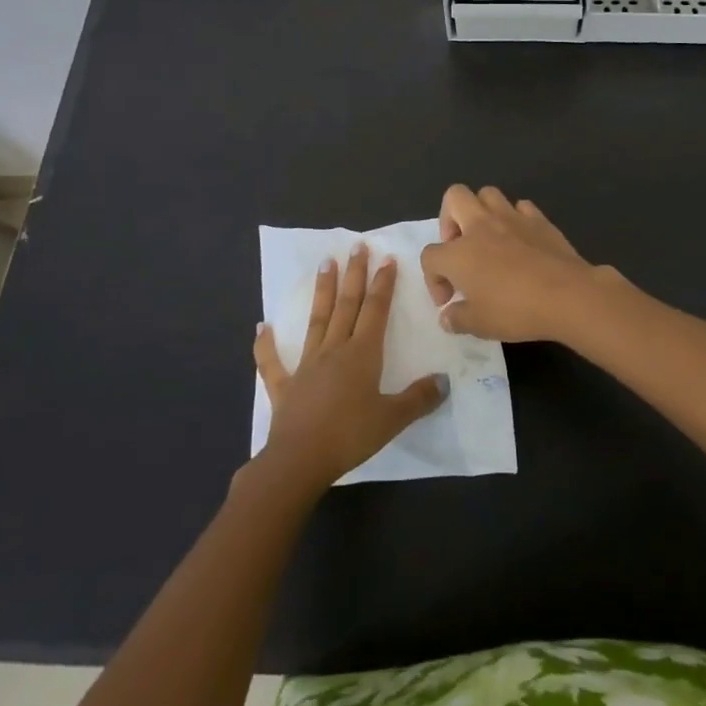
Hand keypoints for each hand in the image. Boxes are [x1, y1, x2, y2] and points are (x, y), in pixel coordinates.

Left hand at [251, 245, 446, 494]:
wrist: (300, 459)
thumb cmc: (350, 436)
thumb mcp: (392, 419)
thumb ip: (419, 398)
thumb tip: (444, 380)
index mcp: (362, 354)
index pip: (375, 310)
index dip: (383, 284)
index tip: (387, 259)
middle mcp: (334, 350)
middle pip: (347, 305)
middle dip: (354, 274)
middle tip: (357, 246)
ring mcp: (306, 365)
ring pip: (317, 320)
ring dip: (322, 291)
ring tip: (325, 263)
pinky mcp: (284, 385)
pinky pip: (272, 362)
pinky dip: (266, 344)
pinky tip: (262, 326)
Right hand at [419, 185, 613, 343]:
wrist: (567, 295)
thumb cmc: (516, 310)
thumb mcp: (479, 325)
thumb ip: (456, 319)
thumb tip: (447, 316)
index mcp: (458, 253)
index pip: (430, 256)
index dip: (433, 279)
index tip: (449, 300)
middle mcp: (481, 226)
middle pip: (454, 198)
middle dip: (449, 219)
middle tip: (459, 248)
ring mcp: (512, 218)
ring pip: (487, 194)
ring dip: (481, 211)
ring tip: (488, 239)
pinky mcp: (539, 219)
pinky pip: (521, 207)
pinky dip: (516, 218)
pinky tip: (520, 239)